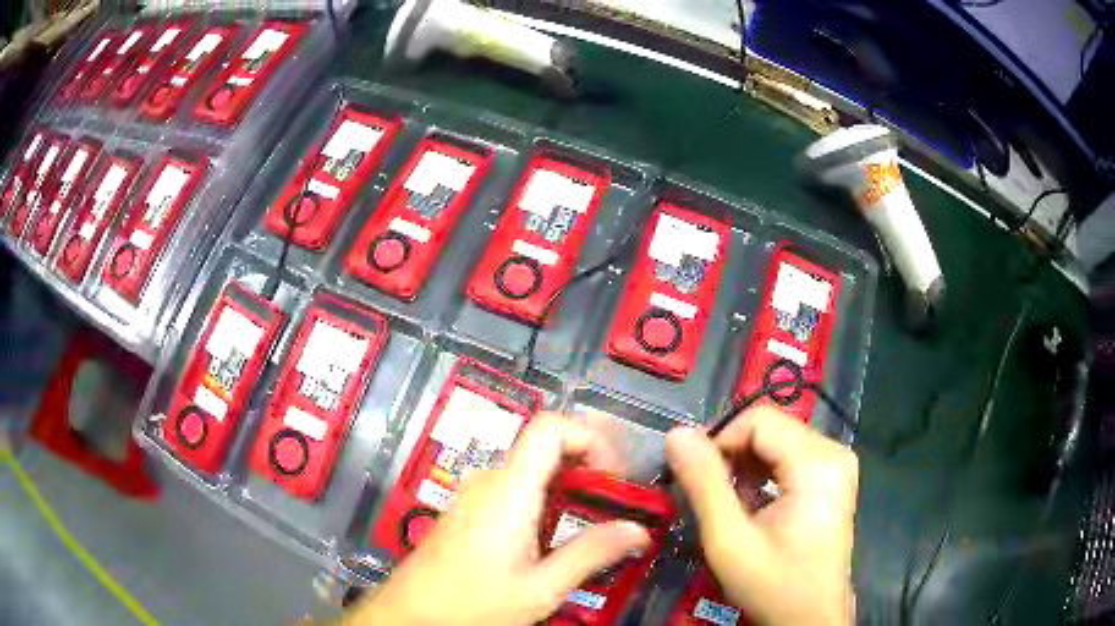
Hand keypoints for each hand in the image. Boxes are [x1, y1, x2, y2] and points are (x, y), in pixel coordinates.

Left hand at [348, 415, 649, 625]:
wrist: (410, 614)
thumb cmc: (470, 603)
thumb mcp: (539, 588)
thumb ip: (590, 554)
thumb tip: (637, 531)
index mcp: (509, 491)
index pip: (551, 427)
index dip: (591, 438)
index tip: (614, 476)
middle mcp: (489, 482)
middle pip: (545, 448)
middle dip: (588, 469)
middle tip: (615, 506)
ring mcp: (475, 495)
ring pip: (531, 471)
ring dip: (568, 489)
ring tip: (592, 527)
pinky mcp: (468, 511)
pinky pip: (514, 491)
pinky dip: (544, 503)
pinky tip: (554, 540)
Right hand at [664, 406, 857, 625]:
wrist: (811, 619)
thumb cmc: (773, 585)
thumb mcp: (729, 540)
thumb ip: (703, 484)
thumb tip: (677, 434)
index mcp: (817, 462)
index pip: (758, 419)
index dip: (720, 441)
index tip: (695, 478)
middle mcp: (835, 452)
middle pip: (771, 428)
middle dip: (733, 456)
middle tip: (711, 496)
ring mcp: (838, 464)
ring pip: (778, 441)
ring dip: (746, 467)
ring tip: (730, 505)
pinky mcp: (834, 478)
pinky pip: (791, 458)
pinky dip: (764, 475)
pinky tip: (754, 506)